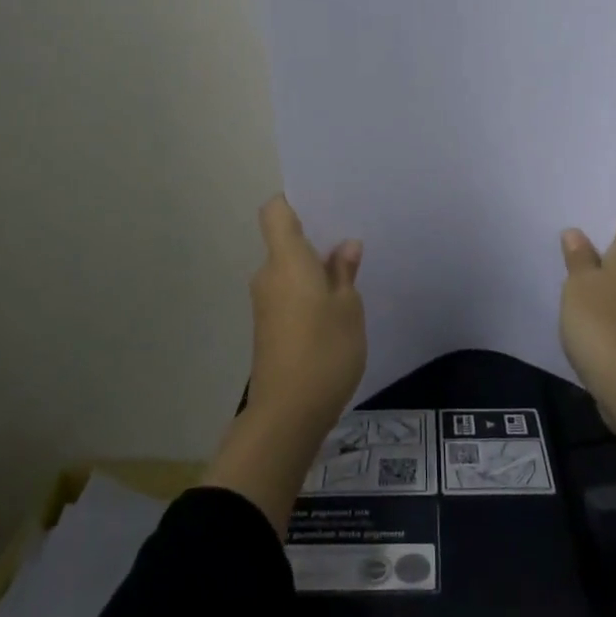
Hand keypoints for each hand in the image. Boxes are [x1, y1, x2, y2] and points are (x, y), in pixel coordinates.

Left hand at [244, 195, 366, 439]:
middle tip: (350, 238)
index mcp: (286, 260)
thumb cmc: (324, 351)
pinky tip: (335, 306)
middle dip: (315, 238)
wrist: (287, 415)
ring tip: (350, 272)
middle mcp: (269, 275)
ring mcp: (265, 303)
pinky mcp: (268, 327)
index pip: (275, 211)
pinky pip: (288, 293)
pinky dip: (308, 292)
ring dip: (314, 269)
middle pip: (284, 241)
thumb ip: (344, 272)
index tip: (322, 204)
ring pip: (289, 270)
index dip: (293, 201)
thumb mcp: (348, 308)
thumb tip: (344, 246)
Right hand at [559, 216, 615, 433]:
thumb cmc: (602, 324)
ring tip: (571, 288)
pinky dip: (610, 311)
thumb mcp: (578, 285)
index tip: (577, 226)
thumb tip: (577, 233)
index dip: (603, 221)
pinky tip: (586, 321)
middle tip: (566, 255)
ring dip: (604, 285)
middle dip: (600, 254)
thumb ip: (578, 256)